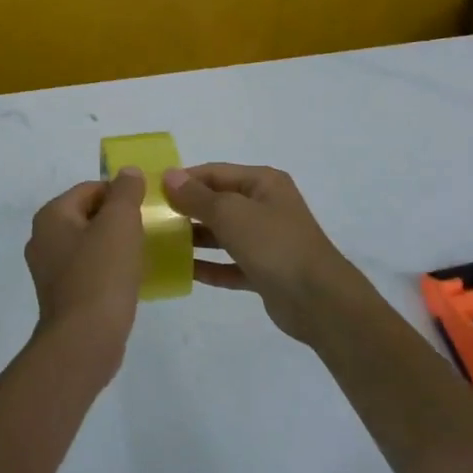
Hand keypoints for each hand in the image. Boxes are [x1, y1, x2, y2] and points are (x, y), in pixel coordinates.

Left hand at [24, 170, 145, 371]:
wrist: (85, 340)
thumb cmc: (102, 273)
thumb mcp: (120, 221)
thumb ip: (126, 191)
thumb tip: (128, 172)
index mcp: (51, 216)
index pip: (90, 189)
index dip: (120, 194)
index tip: (145, 209)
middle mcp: (42, 239)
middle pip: (88, 215)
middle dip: (118, 220)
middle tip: (146, 230)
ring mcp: (48, 271)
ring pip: (89, 244)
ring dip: (114, 246)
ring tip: (141, 255)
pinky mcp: (61, 297)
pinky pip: (88, 271)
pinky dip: (108, 270)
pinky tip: (129, 280)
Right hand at [162, 164, 362, 341]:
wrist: (319, 301)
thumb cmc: (274, 245)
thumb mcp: (231, 214)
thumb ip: (198, 197)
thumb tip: (169, 175)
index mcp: (263, 183)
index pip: (215, 172)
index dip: (185, 179)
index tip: (152, 191)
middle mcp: (266, 206)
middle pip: (219, 202)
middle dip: (188, 209)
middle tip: (152, 219)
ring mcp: (267, 240)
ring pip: (224, 234)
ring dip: (195, 238)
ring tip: (161, 244)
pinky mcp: (265, 271)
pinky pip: (231, 264)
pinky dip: (210, 266)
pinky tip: (184, 272)